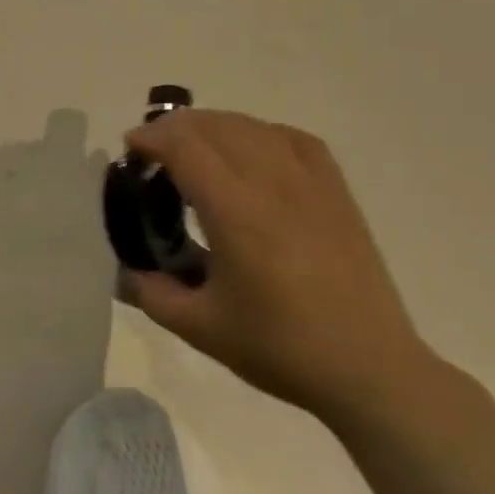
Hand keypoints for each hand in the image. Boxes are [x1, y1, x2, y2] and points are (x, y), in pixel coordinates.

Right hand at [123, 108, 438, 424]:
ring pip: (254, 127)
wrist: (368, 367)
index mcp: (235, 213)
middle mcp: (272, 183)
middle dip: (176, 127)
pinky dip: (261, 133)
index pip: (185, 147)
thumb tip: (127, 273)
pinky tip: (253, 149)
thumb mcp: (201, 329)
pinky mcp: (336, 192)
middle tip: (155, 150)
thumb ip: (153, 295)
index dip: (152, 138)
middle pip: (216, 126)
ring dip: (215, 126)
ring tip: (196, 146)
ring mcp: (310, 183)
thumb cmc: (280, 348)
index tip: (131, 148)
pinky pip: (294, 139)